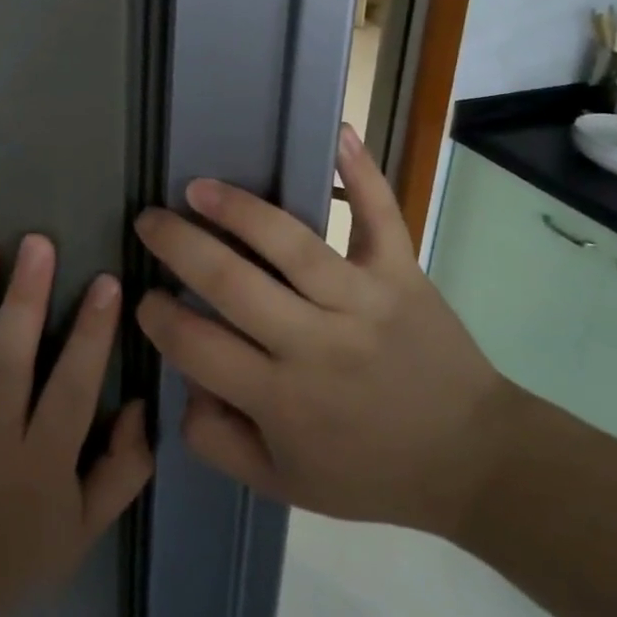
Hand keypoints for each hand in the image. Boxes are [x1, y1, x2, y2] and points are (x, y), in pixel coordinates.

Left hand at [0, 235, 153, 616]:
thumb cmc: (24, 555)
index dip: (92, 334)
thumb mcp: (89, 527)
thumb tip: (137, 403)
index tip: (108, 282)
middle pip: (8, 359)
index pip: (72, 386)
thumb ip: (124, 467)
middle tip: (37, 243)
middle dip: (25, 298)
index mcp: (42, 461)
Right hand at [133, 125, 520, 537]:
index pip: (196, 344)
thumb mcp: (282, 483)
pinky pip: (380, 217)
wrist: (473, 461)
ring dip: (237, 208)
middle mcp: (315, 342)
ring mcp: (362, 300)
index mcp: (281, 399)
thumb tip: (183, 385)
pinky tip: (337, 133)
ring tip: (197, 187)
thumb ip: (218, 441)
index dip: (158, 316)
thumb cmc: (370, 472)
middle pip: (230, 282)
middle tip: (149, 222)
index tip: (144, 297)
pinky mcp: (402, 275)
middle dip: (177, 245)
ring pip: (291, 242)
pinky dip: (361, 174)